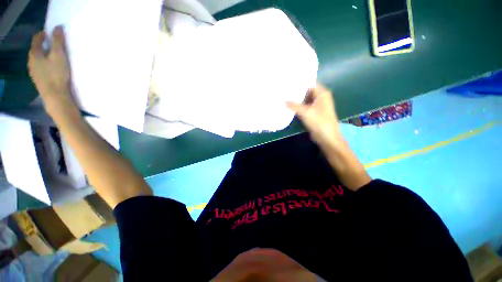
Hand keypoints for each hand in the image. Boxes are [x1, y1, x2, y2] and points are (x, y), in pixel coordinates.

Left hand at [28, 26, 77, 115]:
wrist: (55, 96)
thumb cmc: (56, 74)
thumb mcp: (59, 55)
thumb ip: (58, 41)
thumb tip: (58, 27)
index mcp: (34, 53)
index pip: (37, 39)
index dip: (43, 34)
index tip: (51, 32)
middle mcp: (31, 61)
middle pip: (36, 49)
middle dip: (44, 45)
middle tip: (54, 44)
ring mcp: (34, 71)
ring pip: (38, 59)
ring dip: (45, 55)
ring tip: (54, 56)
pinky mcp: (38, 79)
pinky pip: (40, 67)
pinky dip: (45, 64)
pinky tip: (52, 67)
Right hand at [286, 84, 341, 146]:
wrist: (327, 137)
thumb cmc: (319, 122)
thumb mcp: (305, 112)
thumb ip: (294, 105)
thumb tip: (283, 101)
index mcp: (322, 94)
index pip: (310, 83)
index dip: (300, 82)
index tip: (289, 82)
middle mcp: (320, 98)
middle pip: (307, 91)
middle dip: (297, 91)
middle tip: (284, 89)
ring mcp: (317, 106)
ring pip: (305, 100)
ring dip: (297, 99)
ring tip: (284, 96)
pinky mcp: (313, 113)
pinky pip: (304, 107)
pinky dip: (298, 106)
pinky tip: (289, 105)